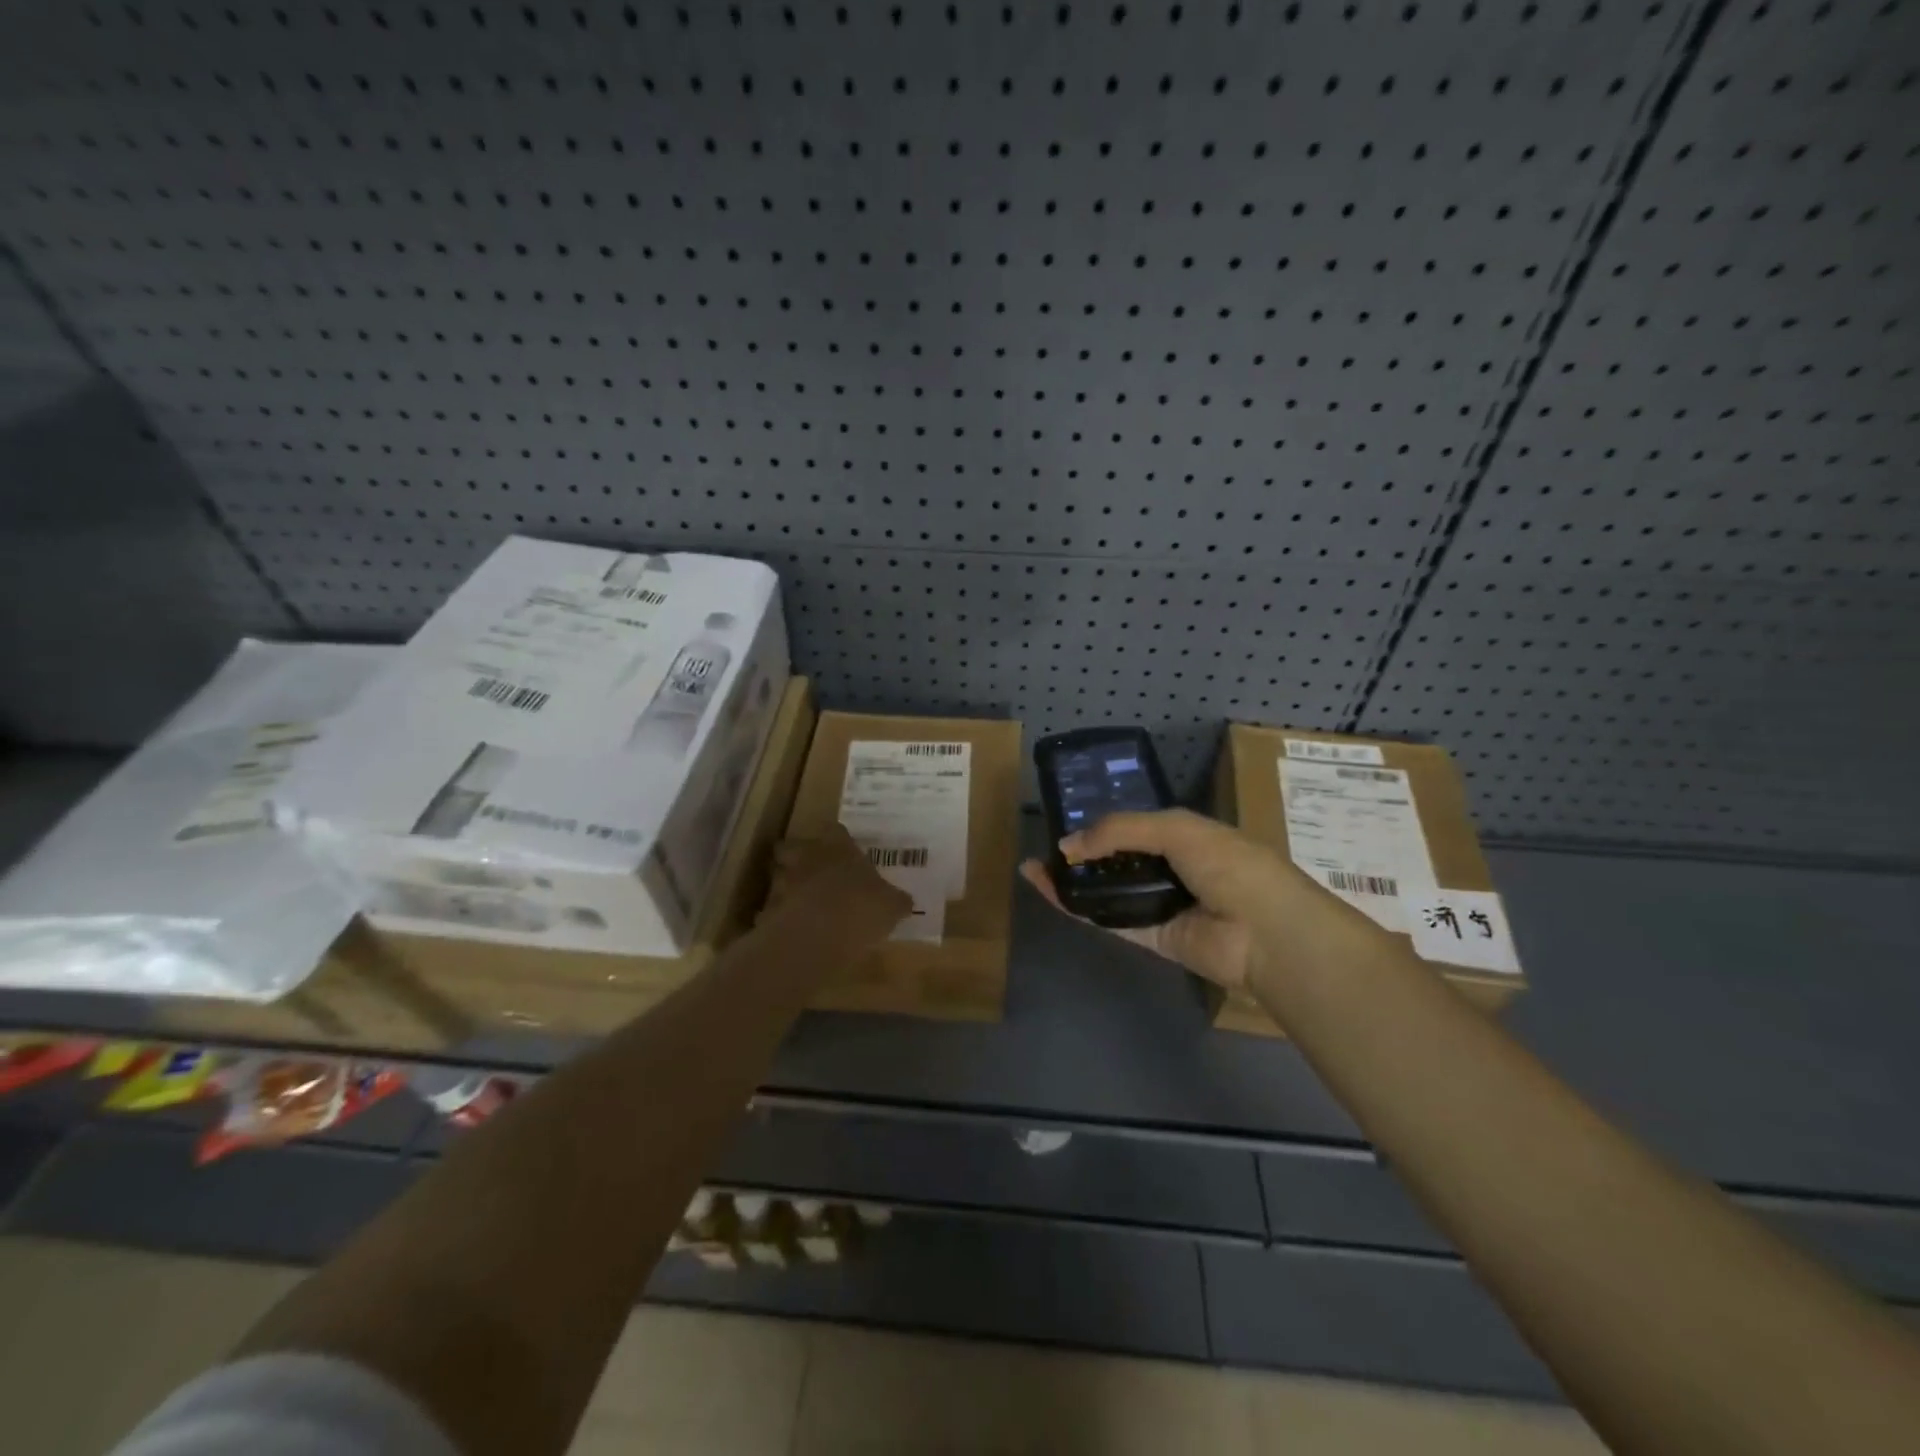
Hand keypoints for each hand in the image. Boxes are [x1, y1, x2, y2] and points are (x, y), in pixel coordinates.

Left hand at [764, 824, 913, 940]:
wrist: (819, 933)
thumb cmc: (862, 907)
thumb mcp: (891, 906)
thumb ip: (895, 901)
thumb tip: (905, 902)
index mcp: (840, 849)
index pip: (836, 831)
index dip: (838, 839)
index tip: (842, 847)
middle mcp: (809, 858)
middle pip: (792, 846)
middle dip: (797, 855)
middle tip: (809, 868)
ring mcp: (785, 882)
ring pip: (777, 874)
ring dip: (784, 884)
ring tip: (796, 899)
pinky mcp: (769, 909)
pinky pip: (770, 909)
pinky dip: (777, 915)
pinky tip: (789, 928)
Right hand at [1019, 809, 1299, 992]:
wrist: (1265, 932)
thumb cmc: (1228, 866)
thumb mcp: (1175, 829)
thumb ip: (1119, 831)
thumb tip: (1066, 846)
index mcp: (1185, 836)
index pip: (1135, 826)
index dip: (1102, 824)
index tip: (1067, 823)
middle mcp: (1171, 869)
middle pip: (1116, 860)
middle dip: (1082, 853)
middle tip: (1044, 848)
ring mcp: (1160, 905)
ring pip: (1107, 891)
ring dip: (1072, 880)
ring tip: (1033, 869)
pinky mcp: (1151, 938)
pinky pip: (1109, 919)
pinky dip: (1079, 907)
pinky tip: (1049, 892)